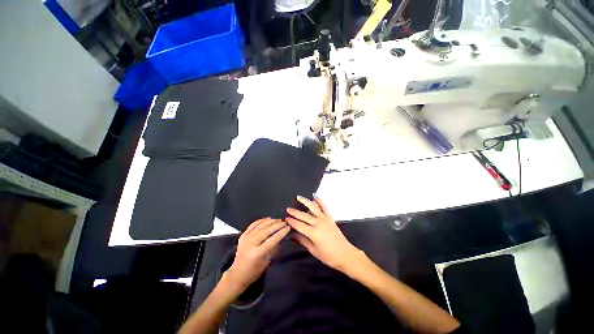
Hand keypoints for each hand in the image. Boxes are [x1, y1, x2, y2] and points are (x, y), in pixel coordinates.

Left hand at [225, 218, 289, 293]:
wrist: (237, 274)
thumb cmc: (254, 271)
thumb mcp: (267, 262)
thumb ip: (274, 248)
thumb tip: (282, 237)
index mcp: (257, 253)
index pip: (272, 240)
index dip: (281, 232)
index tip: (288, 227)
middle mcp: (251, 244)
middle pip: (266, 231)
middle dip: (277, 225)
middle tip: (284, 222)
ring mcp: (246, 238)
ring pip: (260, 226)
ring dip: (270, 221)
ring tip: (278, 219)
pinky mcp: (242, 236)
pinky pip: (253, 225)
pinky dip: (260, 221)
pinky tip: (267, 219)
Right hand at [285, 196, 361, 271]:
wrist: (345, 254)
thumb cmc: (328, 255)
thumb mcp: (313, 250)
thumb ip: (302, 241)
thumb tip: (292, 235)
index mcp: (313, 232)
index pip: (298, 225)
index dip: (291, 222)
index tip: (285, 218)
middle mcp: (317, 223)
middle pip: (303, 215)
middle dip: (294, 212)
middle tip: (288, 209)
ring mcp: (324, 219)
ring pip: (313, 207)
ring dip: (305, 201)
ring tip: (298, 197)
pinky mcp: (330, 217)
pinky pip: (324, 207)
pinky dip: (319, 201)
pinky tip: (315, 197)